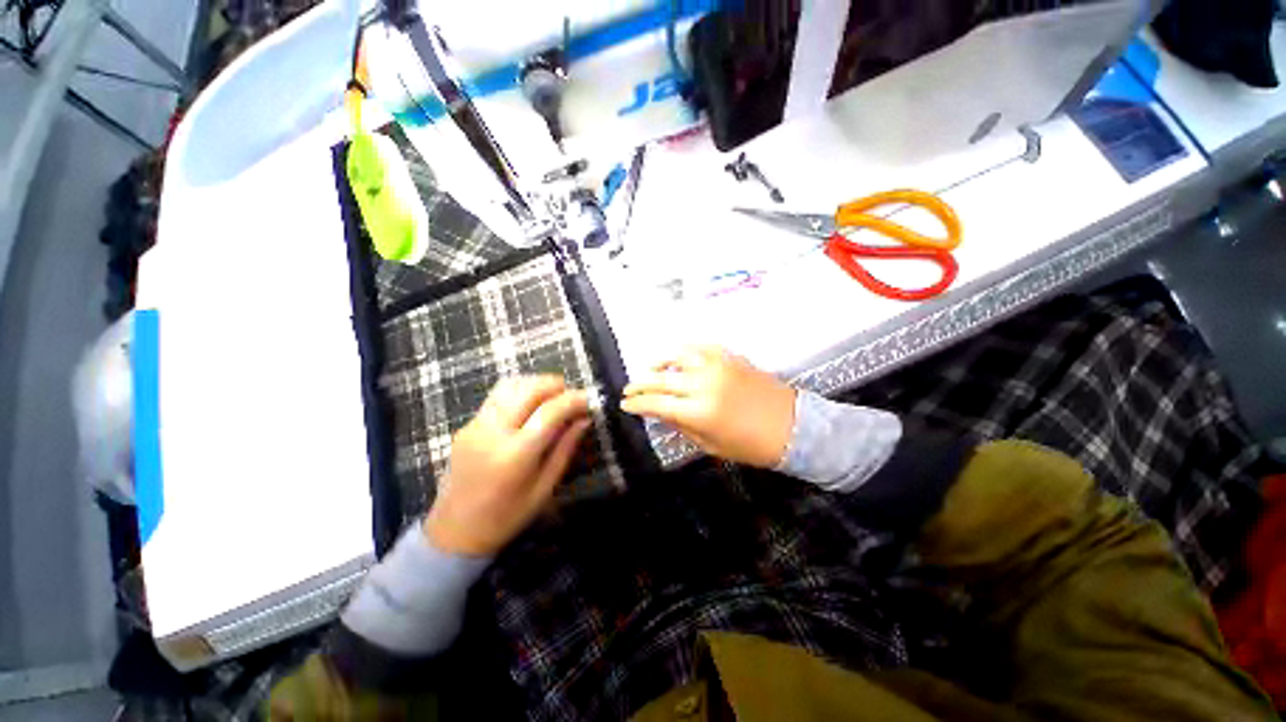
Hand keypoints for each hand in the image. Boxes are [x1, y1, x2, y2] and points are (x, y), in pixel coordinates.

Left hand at [425, 376, 590, 555]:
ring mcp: (475, 425)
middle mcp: (492, 432)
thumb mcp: (545, 487)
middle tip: (572, 396)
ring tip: (553, 396)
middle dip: (556, 385)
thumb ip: (565, 448)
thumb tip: (584, 419)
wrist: (454, 532)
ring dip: (537, 384)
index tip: (590, 399)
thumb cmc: (507, 516)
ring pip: (510, 385)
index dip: (574, 400)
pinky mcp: (467, 424)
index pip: (550, 411)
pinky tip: (530, 405)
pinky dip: (520, 391)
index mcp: (515, 454)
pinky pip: (497, 396)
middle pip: (528, 389)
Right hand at [621, 346, 795, 467]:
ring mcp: (718, 366)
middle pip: (661, 379)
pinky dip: (685, 351)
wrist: (792, 426)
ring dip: (659, 362)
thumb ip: (681, 425)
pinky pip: (701, 347)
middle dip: (640, 384)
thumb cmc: (750, 445)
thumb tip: (658, 413)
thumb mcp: (710, 445)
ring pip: (678, 355)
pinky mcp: (730, 357)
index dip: (637, 403)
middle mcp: (704, 384)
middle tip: (629, 388)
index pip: (656, 403)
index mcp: (699, 411)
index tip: (625, 404)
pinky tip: (679, 357)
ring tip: (650, 369)